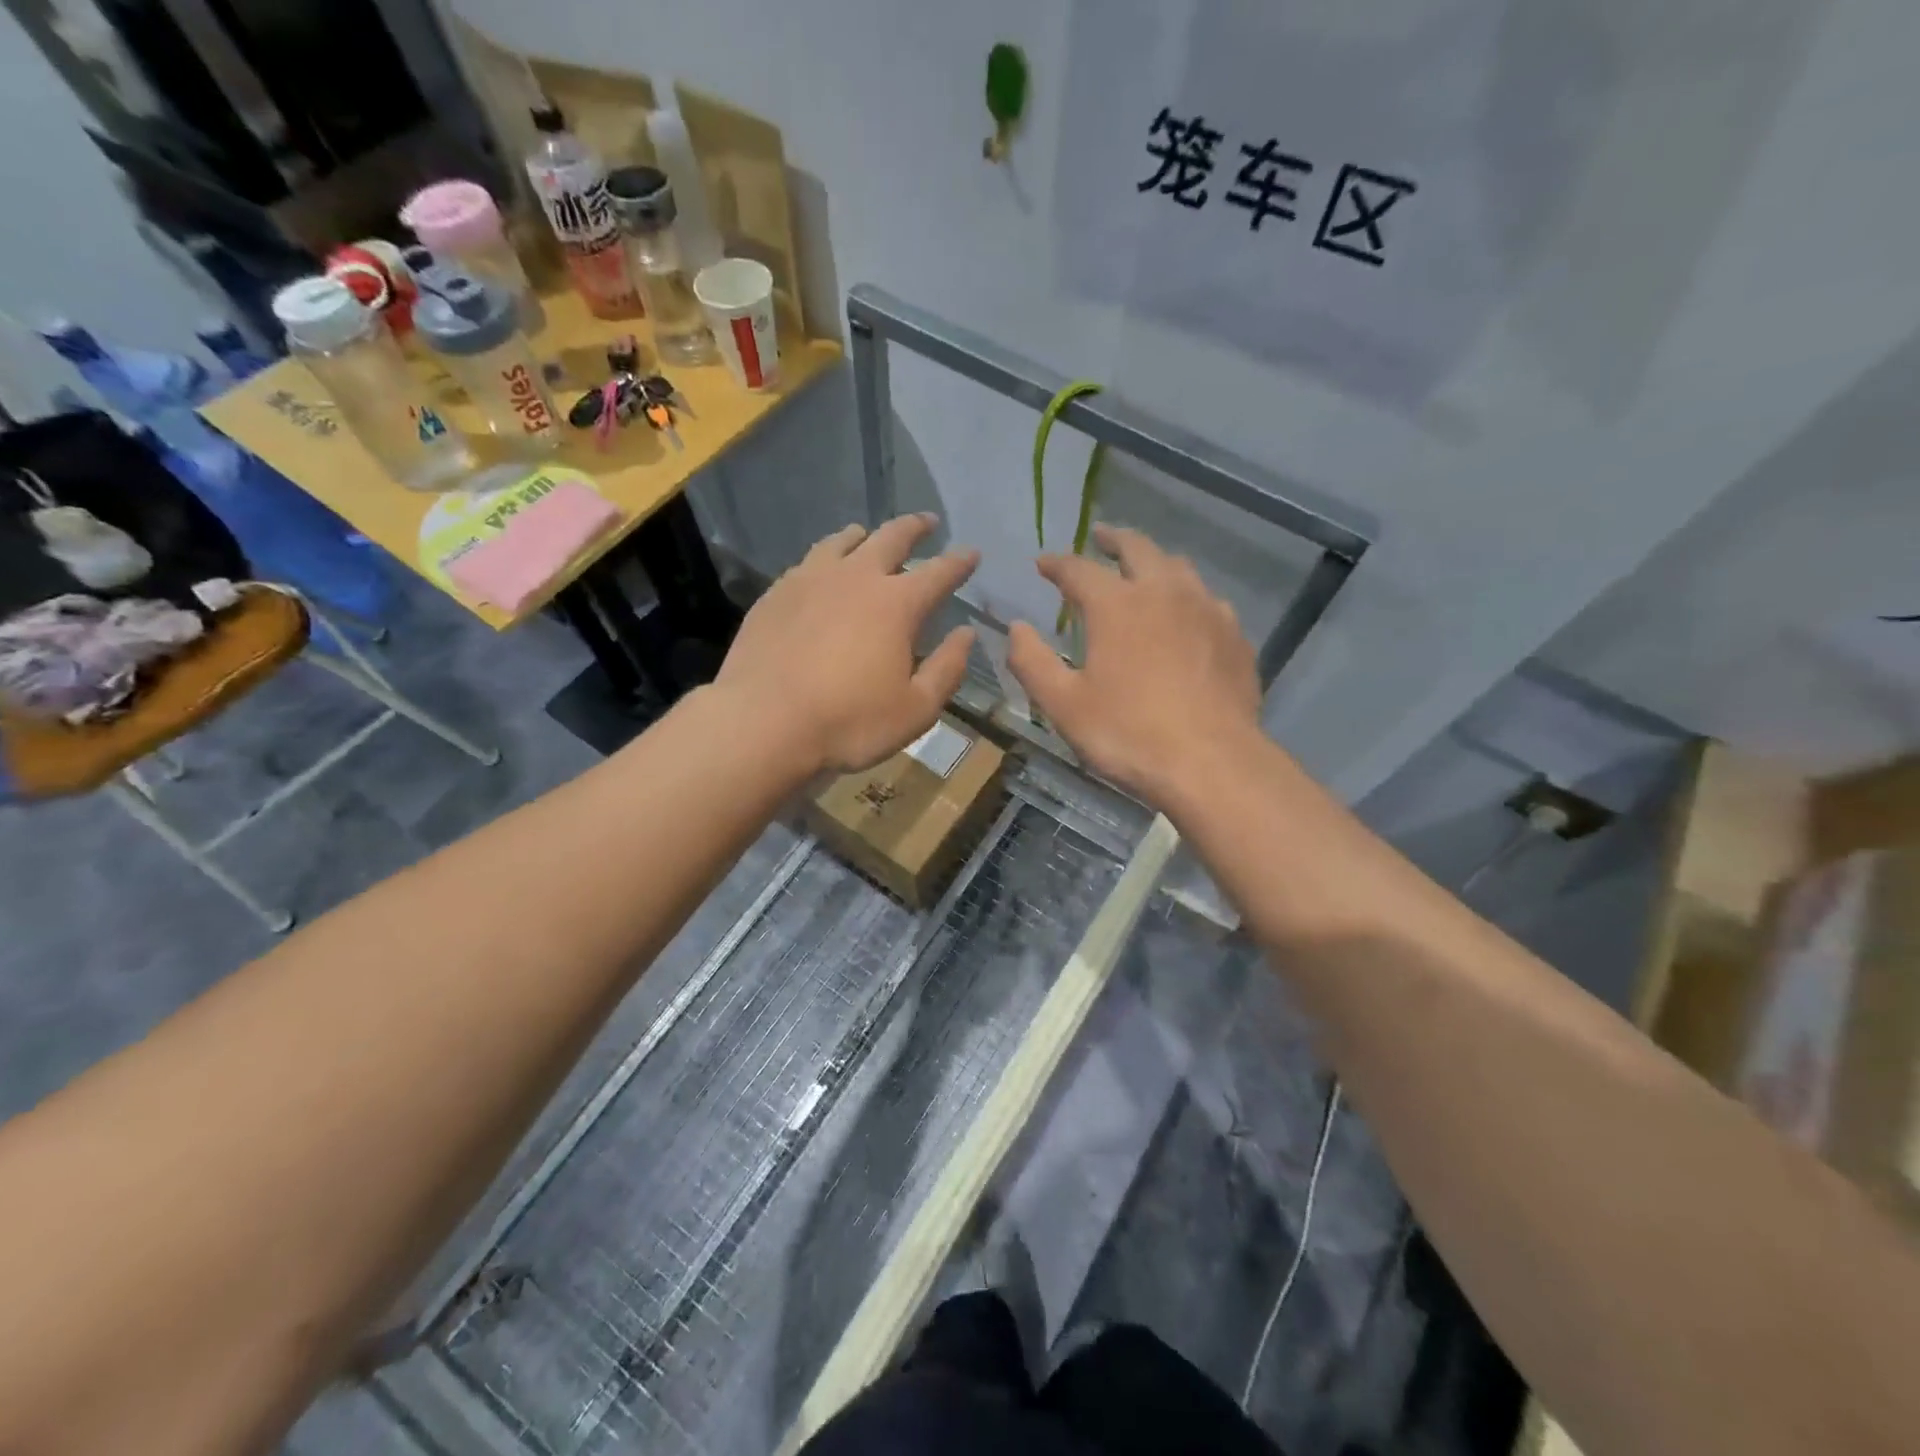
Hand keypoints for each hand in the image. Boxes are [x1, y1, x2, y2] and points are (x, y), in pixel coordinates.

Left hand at [716, 515, 978, 774]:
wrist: (763, 722)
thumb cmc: (849, 722)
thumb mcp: (916, 709)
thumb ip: (947, 669)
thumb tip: (965, 635)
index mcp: (897, 604)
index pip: (939, 572)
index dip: (959, 562)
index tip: (972, 553)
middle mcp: (856, 578)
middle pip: (891, 537)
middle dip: (915, 528)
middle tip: (927, 522)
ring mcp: (810, 580)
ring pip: (842, 541)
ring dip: (865, 535)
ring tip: (869, 535)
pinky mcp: (776, 593)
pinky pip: (808, 561)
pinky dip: (826, 557)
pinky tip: (822, 570)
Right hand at [1008, 525, 1260, 806]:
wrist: (1212, 763)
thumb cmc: (1128, 734)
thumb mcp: (1064, 705)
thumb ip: (1032, 662)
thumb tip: (1016, 628)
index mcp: (1116, 605)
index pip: (1078, 569)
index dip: (1056, 563)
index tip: (1043, 563)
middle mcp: (1164, 592)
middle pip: (1138, 548)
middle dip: (1113, 539)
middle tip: (1100, 537)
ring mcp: (1207, 610)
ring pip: (1179, 567)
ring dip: (1154, 561)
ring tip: (1143, 570)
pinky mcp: (1235, 635)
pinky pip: (1208, 600)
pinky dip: (1188, 597)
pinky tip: (1186, 616)